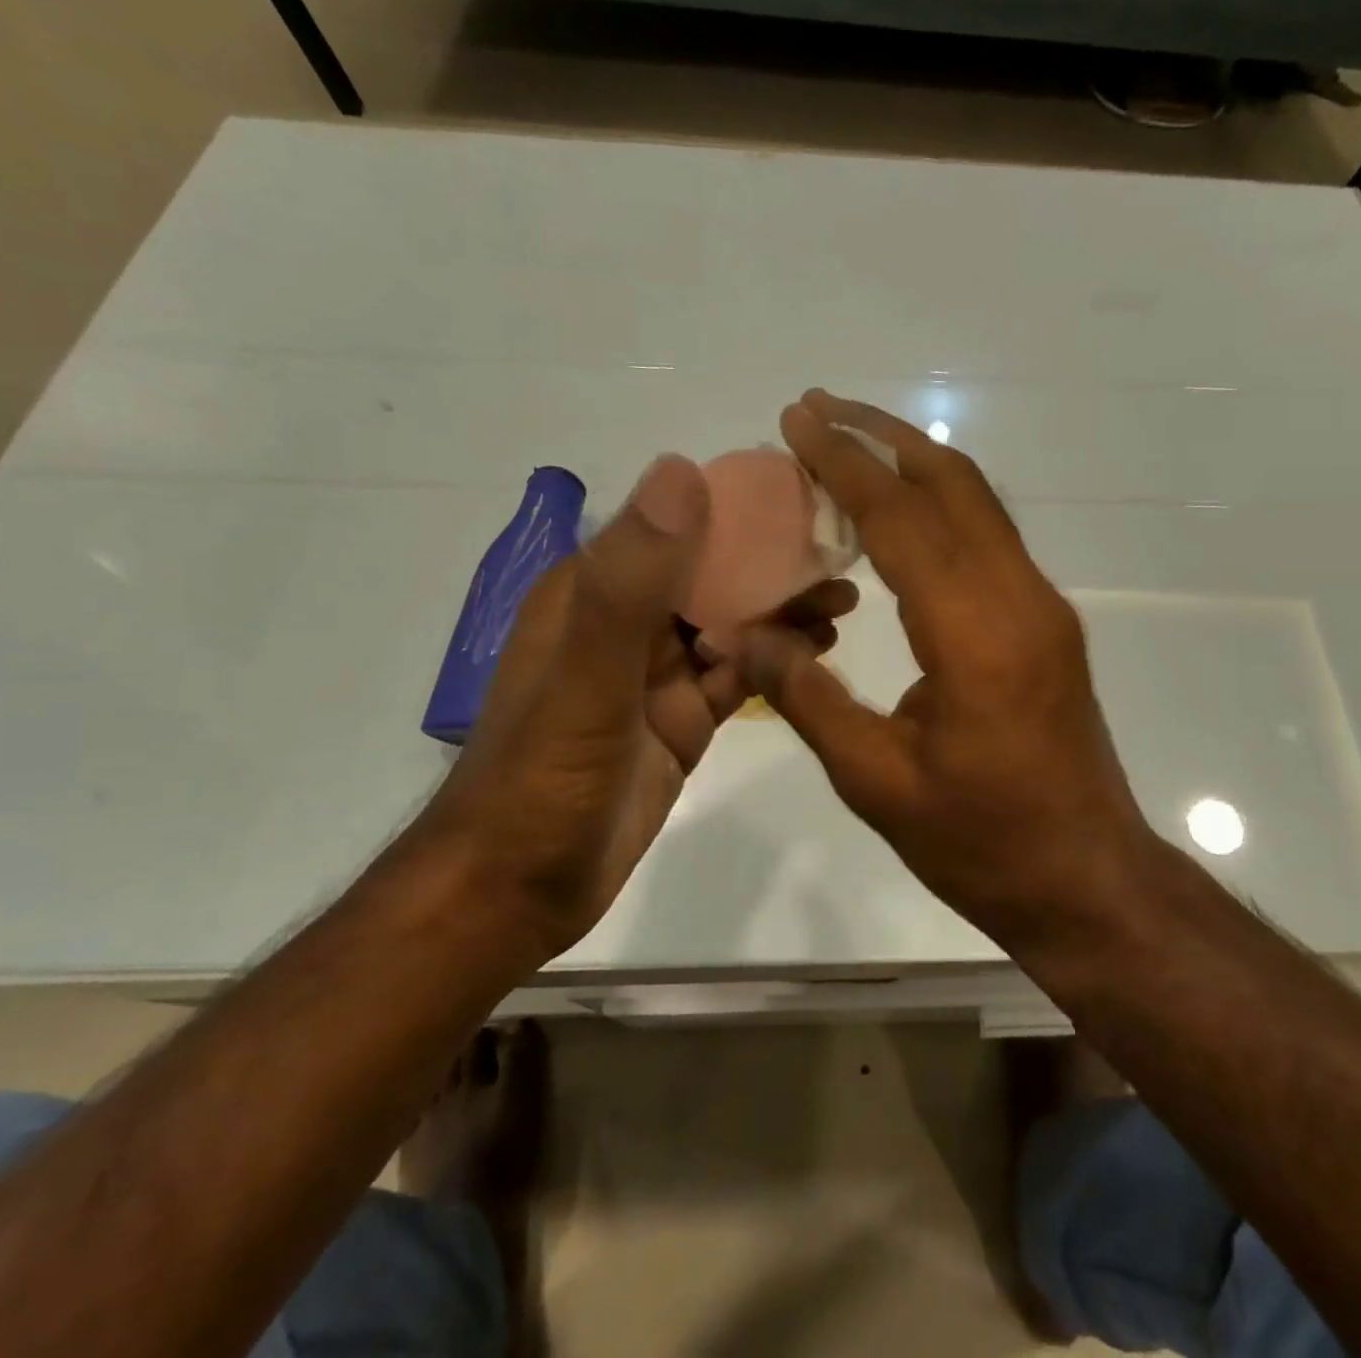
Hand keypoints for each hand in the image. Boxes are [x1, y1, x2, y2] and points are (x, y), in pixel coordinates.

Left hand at [418, 454, 854, 956]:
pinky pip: (736, 674)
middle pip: (713, 572)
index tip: (809, 497)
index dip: (742, 507)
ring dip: (783, 609)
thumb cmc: (544, 780)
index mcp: (594, 591)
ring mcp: (656, 674)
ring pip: (731, 623)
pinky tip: (820, 649)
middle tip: (845, 553)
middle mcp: (627, 622)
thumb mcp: (587, 679)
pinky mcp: (680, 720)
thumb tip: (682, 470)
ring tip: (845, 598)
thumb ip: (630, 583)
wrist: (515, 890)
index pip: (678, 523)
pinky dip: (775, 660)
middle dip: (775, 561)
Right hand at [737, 391, 1151, 944]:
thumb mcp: (875, 783)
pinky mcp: (1047, 624)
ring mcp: (1043, 608)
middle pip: (953, 484)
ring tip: (851, 444)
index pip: (902, 519)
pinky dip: (938, 507)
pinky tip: (895, 518)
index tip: (798, 420)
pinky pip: (989, 539)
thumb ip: (809, 699)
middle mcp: (1020, 599)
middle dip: (883, 436)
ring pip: (979, 503)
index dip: (845, 463)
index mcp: (976, 635)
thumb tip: (752, 633)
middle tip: (820, 409)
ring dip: (915, 464)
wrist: (1086, 880)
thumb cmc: (980, 843)